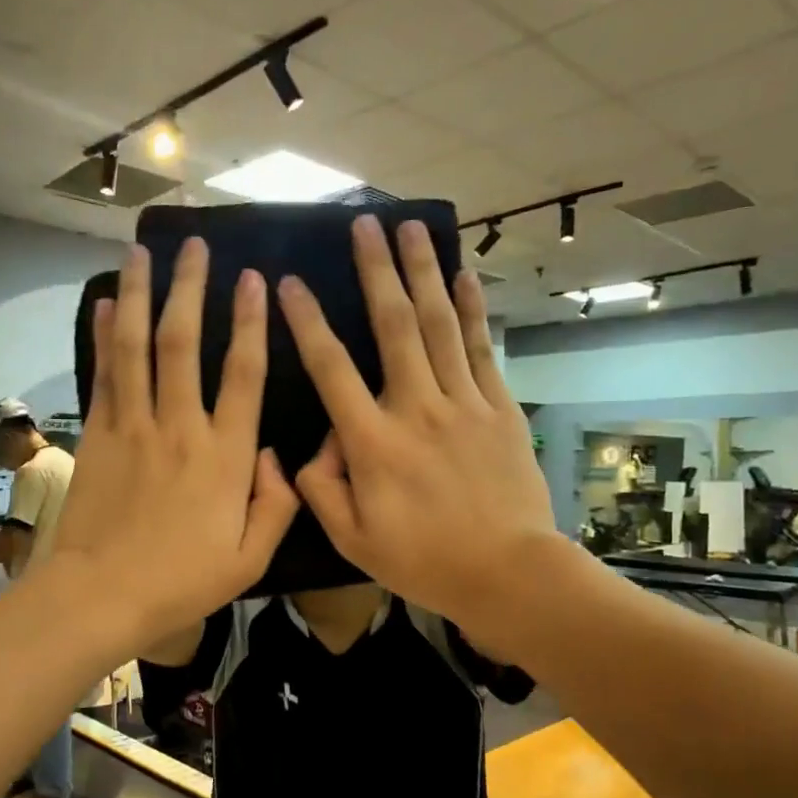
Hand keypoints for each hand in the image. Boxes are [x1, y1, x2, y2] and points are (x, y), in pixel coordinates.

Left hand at [49, 238, 297, 647]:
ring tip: (142, 253)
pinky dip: (105, 338)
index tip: (254, 280)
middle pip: (184, 342)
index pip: (243, 373)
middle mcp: (179, 427)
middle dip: (191, 288)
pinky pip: (104, 375)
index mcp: (224, 455)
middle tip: (195, 244)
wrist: (102, 596)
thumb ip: (277, 503)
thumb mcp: (250, 558)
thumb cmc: (182, 582)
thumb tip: (277, 456)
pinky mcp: (99, 436)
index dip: (250, 323)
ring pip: (138, 347)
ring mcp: (133, 427)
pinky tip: (107, 305)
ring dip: (141, 295)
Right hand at [278, 216, 559, 647]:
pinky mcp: (499, 409)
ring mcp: (464, 404)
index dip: (306, 322)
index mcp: (373, 442)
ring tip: (411, 229)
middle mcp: (416, 408)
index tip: (289, 284)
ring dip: (423, 273)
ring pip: (439, 325)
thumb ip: (321, 489)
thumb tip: (311, 448)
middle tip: (363, 225)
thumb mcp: (354, 539)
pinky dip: (473, 310)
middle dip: (375, 271)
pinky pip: (483, 349)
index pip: (330, 369)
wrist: (508, 572)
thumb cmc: (424, 560)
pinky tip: (464, 276)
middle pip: (392, 326)